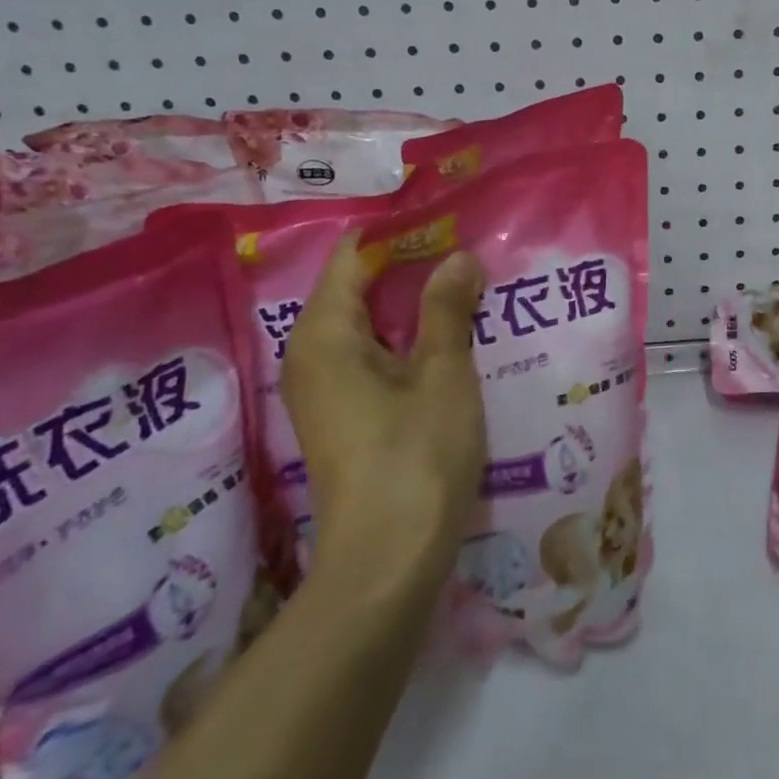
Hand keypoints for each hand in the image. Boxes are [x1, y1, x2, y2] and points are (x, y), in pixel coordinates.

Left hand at [280, 234, 487, 585]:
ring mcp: (323, 389)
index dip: (397, 232)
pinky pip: (371, 357)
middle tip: (467, 251)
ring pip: (368, 325)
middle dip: (411, 267)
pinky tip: (449, 340)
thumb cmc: (415, 455)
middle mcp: (310, 354)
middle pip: (357, 287)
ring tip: (467, 287)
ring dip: (413, 305)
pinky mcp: (341, 417)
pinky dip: (406, 340)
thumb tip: (459, 256)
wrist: (387, 561)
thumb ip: (448, 308)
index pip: (352, 255)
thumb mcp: (442, 372)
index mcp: (325, 333)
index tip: (446, 218)